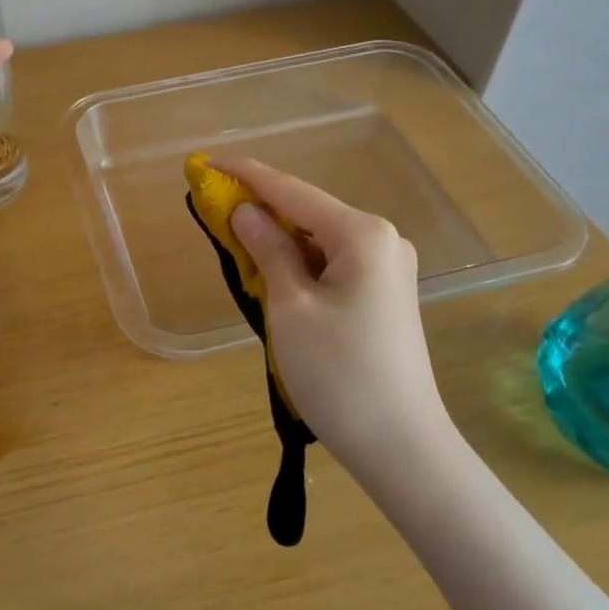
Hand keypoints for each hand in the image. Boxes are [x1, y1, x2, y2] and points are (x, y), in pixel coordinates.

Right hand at [219, 158, 454, 468]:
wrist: (402, 448)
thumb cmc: (339, 373)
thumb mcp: (290, 307)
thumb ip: (267, 250)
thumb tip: (245, 211)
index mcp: (362, 234)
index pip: (291, 191)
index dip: (245, 175)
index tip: (205, 161)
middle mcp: (383, 240)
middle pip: (308, 212)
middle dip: (261, 208)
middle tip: (214, 208)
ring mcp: (389, 268)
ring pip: (319, 239)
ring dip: (279, 239)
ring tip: (237, 242)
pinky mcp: (385, 295)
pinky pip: (333, 263)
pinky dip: (300, 263)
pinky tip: (275, 274)